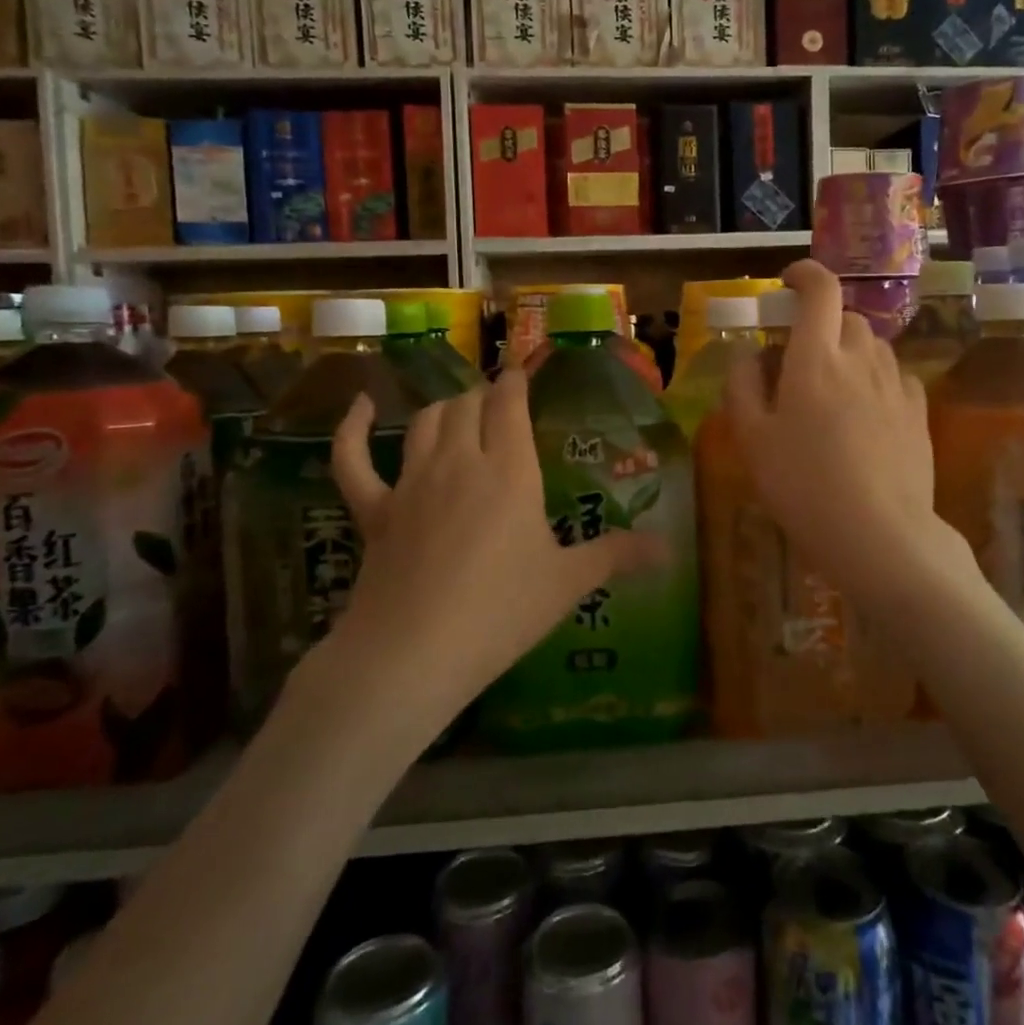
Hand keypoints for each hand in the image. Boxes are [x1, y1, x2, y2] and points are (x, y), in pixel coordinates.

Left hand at [322, 370, 664, 722]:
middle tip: (499, 405)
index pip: (509, 403)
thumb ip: (617, 556)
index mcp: (509, 471)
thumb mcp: (567, 583)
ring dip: (444, 409)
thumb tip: (669, 549)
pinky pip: (354, 459)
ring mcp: (411, 483)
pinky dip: (353, 429)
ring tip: (459, 411)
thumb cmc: (501, 612)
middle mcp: (460, 462)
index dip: (515, 381)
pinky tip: (361, 408)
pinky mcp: (374, 510)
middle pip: (468, 405)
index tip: (521, 371)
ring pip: (425, 422)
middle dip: (484, 397)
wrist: (413, 653)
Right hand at [723, 260, 956, 606]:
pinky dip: (876, 380)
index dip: (804, 274)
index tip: (787, 283)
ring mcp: (896, 385)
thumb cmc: (803, 486)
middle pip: (846, 317)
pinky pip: (895, 377)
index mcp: (816, 359)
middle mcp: (861, 360)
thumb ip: (742, 386)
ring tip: (831, 389)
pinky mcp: (919, 413)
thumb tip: (749, 354)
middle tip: (799, 356)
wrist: (879, 535)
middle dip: (821, 323)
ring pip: (873, 346)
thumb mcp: (752, 439)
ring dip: (850, 351)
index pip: (820, 290)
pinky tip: (865, 412)